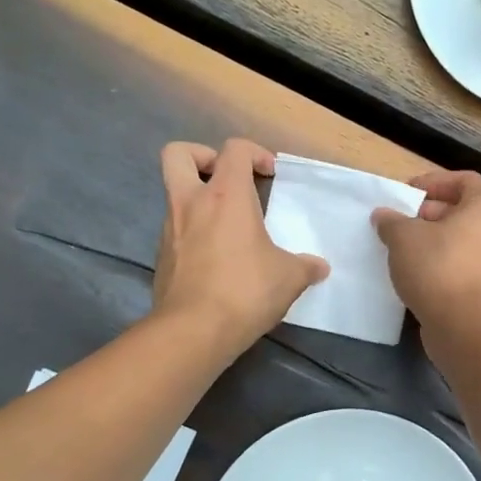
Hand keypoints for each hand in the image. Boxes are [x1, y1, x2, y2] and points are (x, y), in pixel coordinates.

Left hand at [153, 139, 328, 353]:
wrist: (193, 331)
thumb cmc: (246, 290)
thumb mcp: (289, 278)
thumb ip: (305, 267)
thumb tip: (319, 268)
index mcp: (226, 196)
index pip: (234, 149)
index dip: (254, 153)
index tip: (270, 175)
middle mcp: (191, 204)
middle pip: (179, 154)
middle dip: (202, 157)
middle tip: (226, 179)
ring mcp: (170, 230)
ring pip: (175, 196)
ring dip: (199, 201)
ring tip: (228, 228)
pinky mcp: (161, 258)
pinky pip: (176, 232)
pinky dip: (194, 234)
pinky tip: (216, 260)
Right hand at [372, 169, 480, 331]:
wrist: (467, 327)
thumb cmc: (439, 268)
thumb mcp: (404, 237)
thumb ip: (392, 221)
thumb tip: (384, 216)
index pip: (466, 181)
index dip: (436, 182)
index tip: (408, 193)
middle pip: (463, 212)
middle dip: (429, 214)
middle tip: (400, 223)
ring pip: (462, 243)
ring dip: (433, 243)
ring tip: (402, 251)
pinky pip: (462, 268)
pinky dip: (441, 267)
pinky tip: (415, 277)